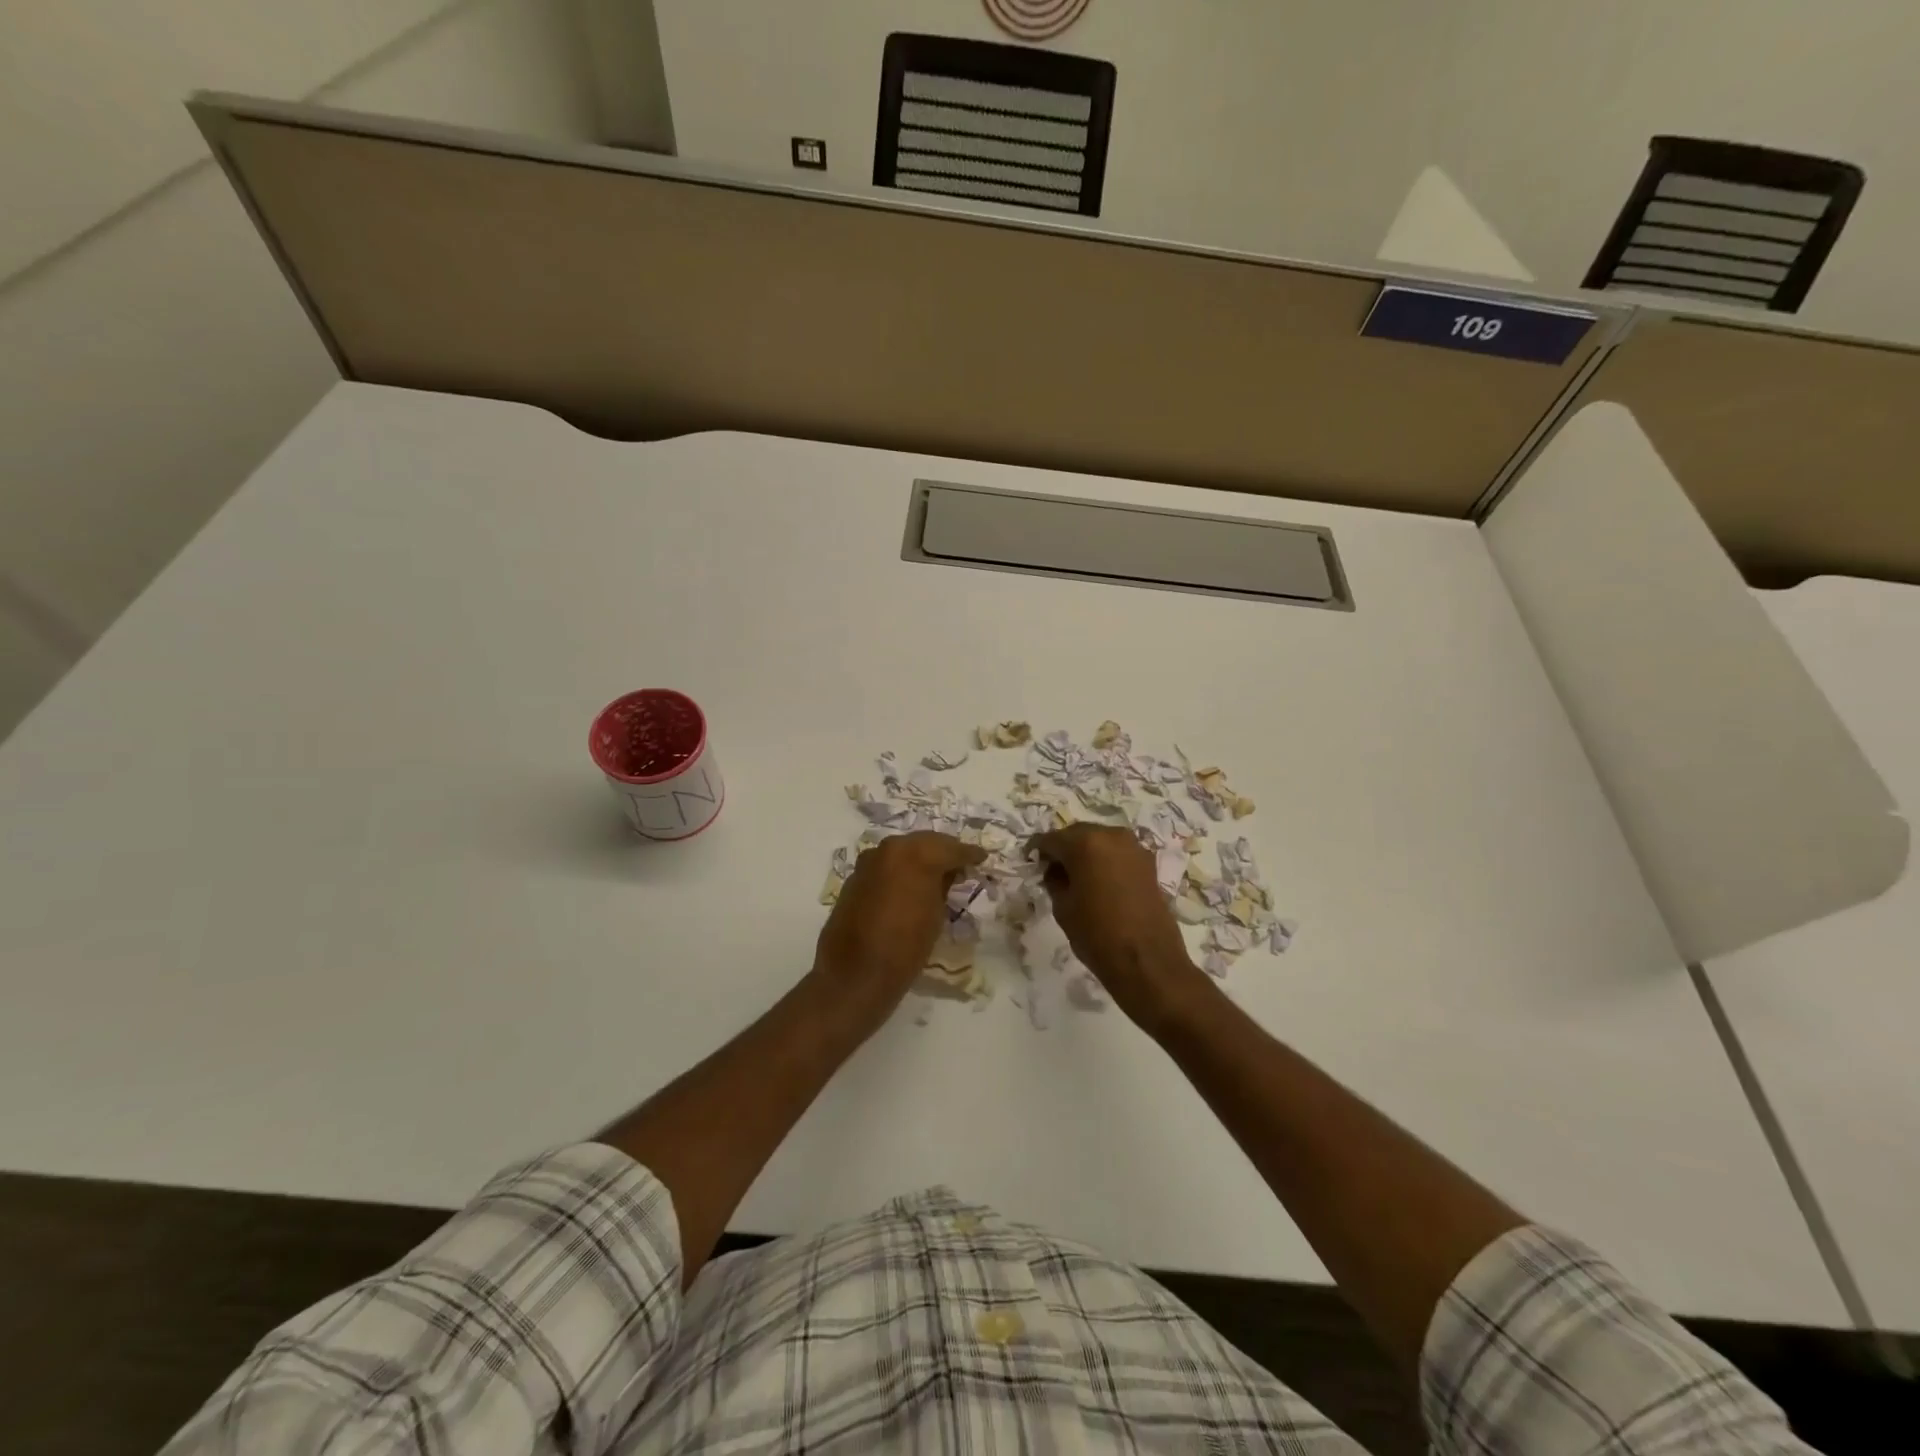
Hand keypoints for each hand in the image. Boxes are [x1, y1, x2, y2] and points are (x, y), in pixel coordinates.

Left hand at [812, 831, 984, 1032]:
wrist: (856, 973)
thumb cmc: (906, 947)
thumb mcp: (936, 914)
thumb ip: (943, 886)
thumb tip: (947, 874)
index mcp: (916, 855)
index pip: (951, 848)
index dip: (969, 853)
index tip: (981, 857)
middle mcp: (890, 848)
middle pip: (925, 842)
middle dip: (943, 851)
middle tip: (960, 863)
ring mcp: (869, 860)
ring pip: (903, 850)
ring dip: (920, 857)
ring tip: (937, 873)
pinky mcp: (855, 876)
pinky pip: (885, 865)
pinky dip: (900, 869)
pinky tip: (909, 883)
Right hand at [1029, 824, 1209, 1030]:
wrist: (1146, 960)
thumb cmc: (1096, 934)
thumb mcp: (1063, 907)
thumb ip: (1054, 880)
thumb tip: (1055, 870)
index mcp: (1085, 843)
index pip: (1052, 838)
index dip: (1038, 849)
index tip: (1029, 859)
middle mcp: (1111, 836)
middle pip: (1078, 834)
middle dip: (1063, 848)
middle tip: (1051, 868)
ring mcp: (1134, 847)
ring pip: (1100, 841)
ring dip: (1086, 853)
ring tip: (1075, 876)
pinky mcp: (1148, 863)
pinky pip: (1118, 853)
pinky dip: (1105, 861)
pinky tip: (1098, 880)